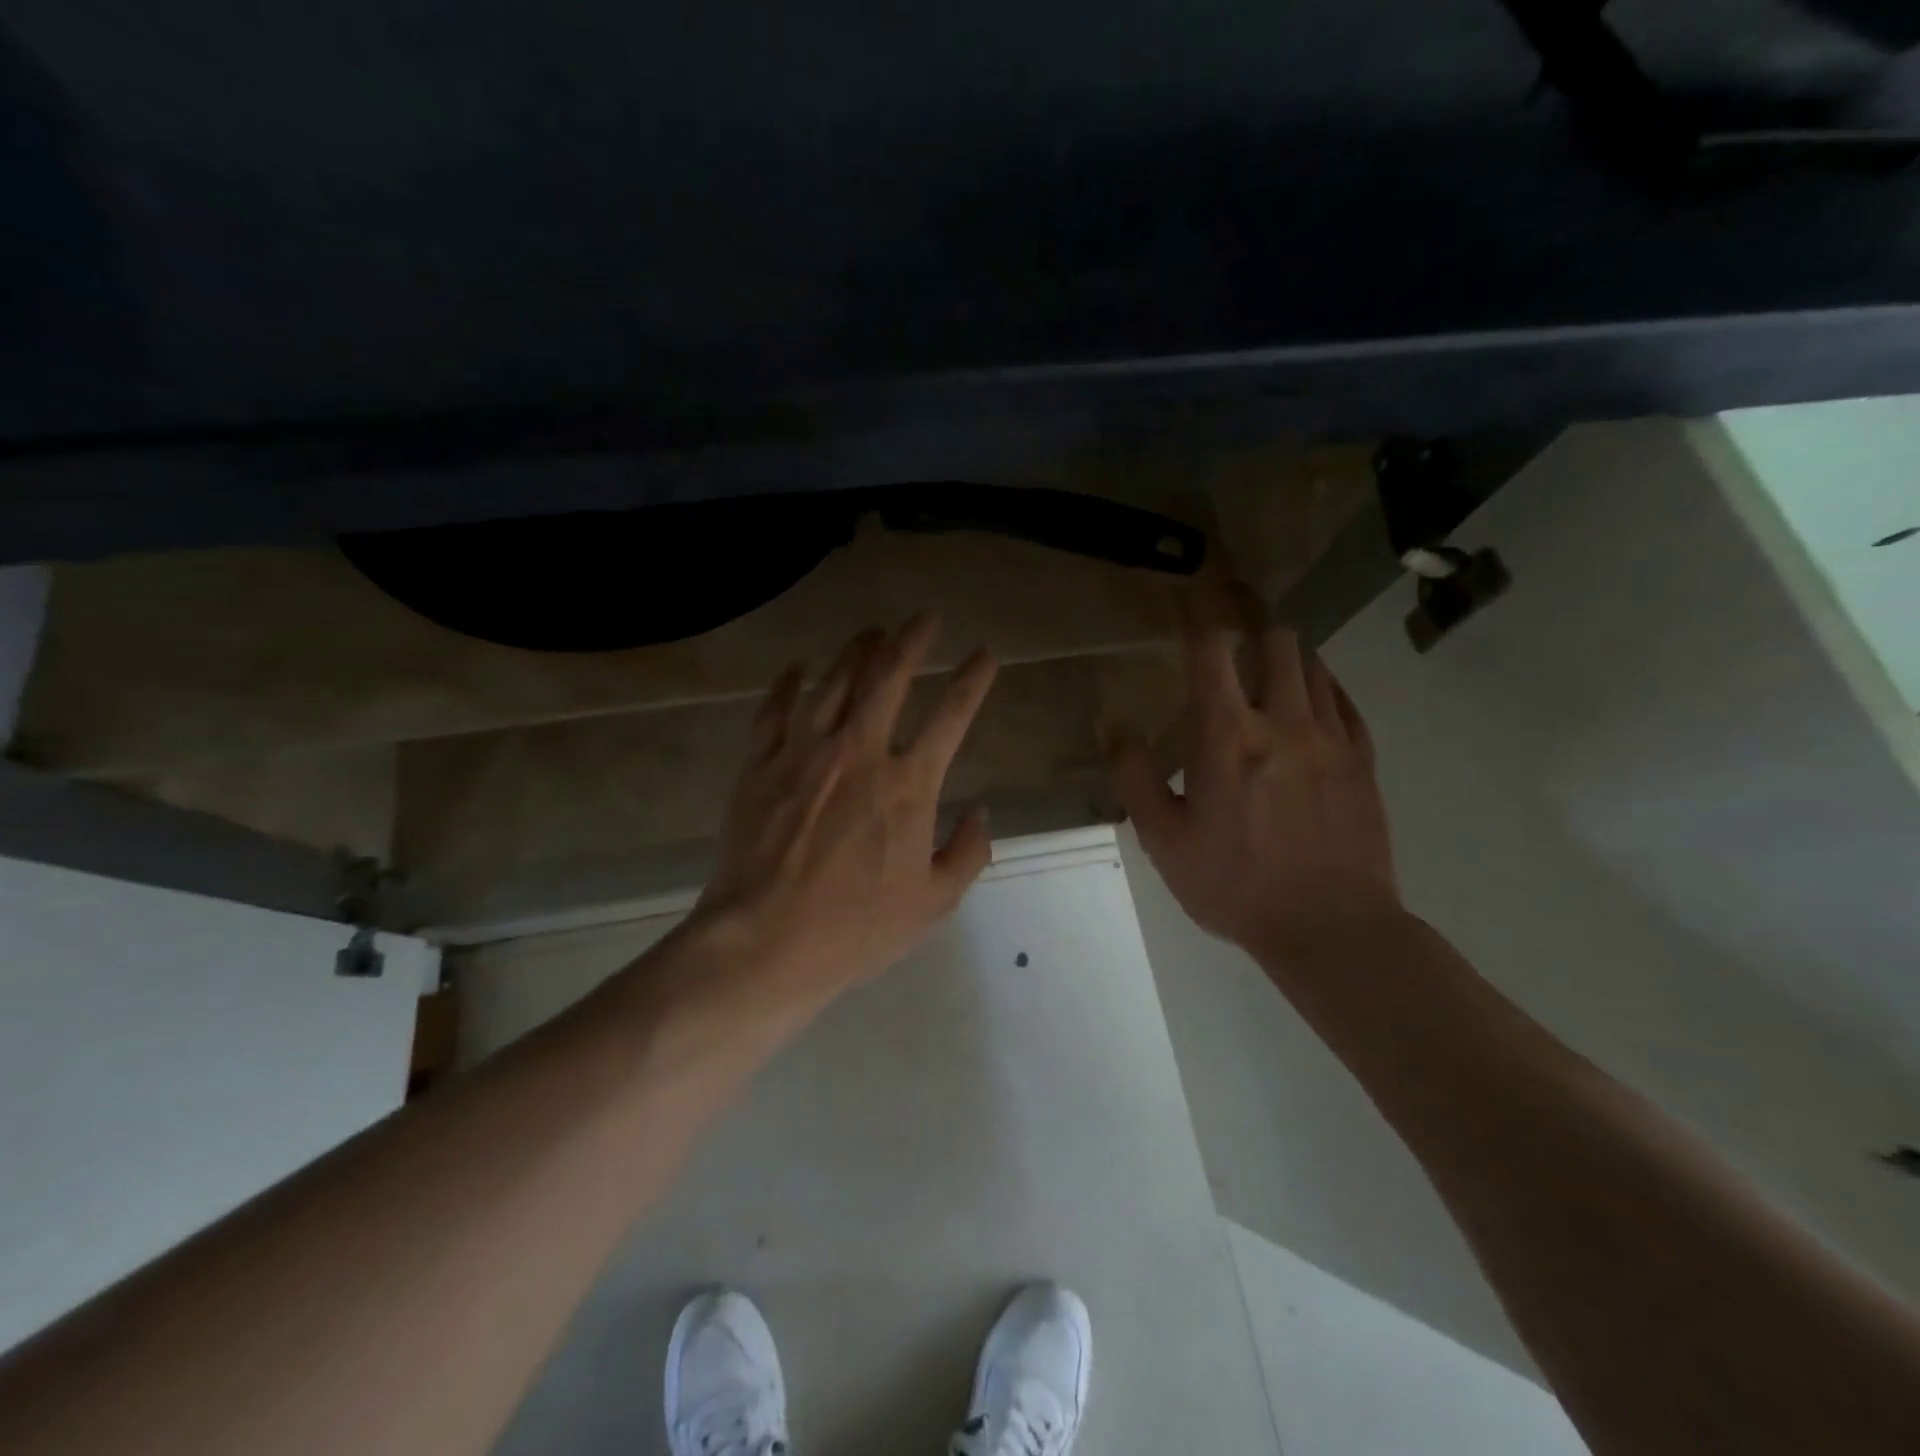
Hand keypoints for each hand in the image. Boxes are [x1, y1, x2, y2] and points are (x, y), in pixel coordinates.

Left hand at [687, 615, 998, 1012]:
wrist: (764, 942)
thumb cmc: (855, 929)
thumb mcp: (932, 903)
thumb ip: (967, 853)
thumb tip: (979, 813)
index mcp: (907, 785)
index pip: (951, 716)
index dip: (973, 680)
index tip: (984, 656)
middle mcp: (858, 753)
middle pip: (888, 678)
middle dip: (912, 640)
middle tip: (926, 618)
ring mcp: (804, 754)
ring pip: (833, 683)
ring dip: (857, 652)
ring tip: (872, 632)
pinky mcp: (761, 766)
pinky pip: (775, 711)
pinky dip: (788, 685)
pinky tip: (797, 669)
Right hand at [1108, 623, 1400, 968]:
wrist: (1331, 927)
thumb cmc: (1234, 884)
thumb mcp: (1164, 839)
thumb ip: (1135, 777)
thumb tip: (1113, 728)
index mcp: (1227, 737)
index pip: (1211, 654)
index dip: (1197, 623)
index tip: (1188, 611)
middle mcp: (1283, 722)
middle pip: (1277, 643)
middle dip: (1252, 631)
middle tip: (1235, 641)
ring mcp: (1331, 739)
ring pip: (1314, 668)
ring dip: (1289, 658)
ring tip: (1270, 670)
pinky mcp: (1363, 762)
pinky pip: (1346, 703)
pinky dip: (1325, 689)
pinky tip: (1314, 700)